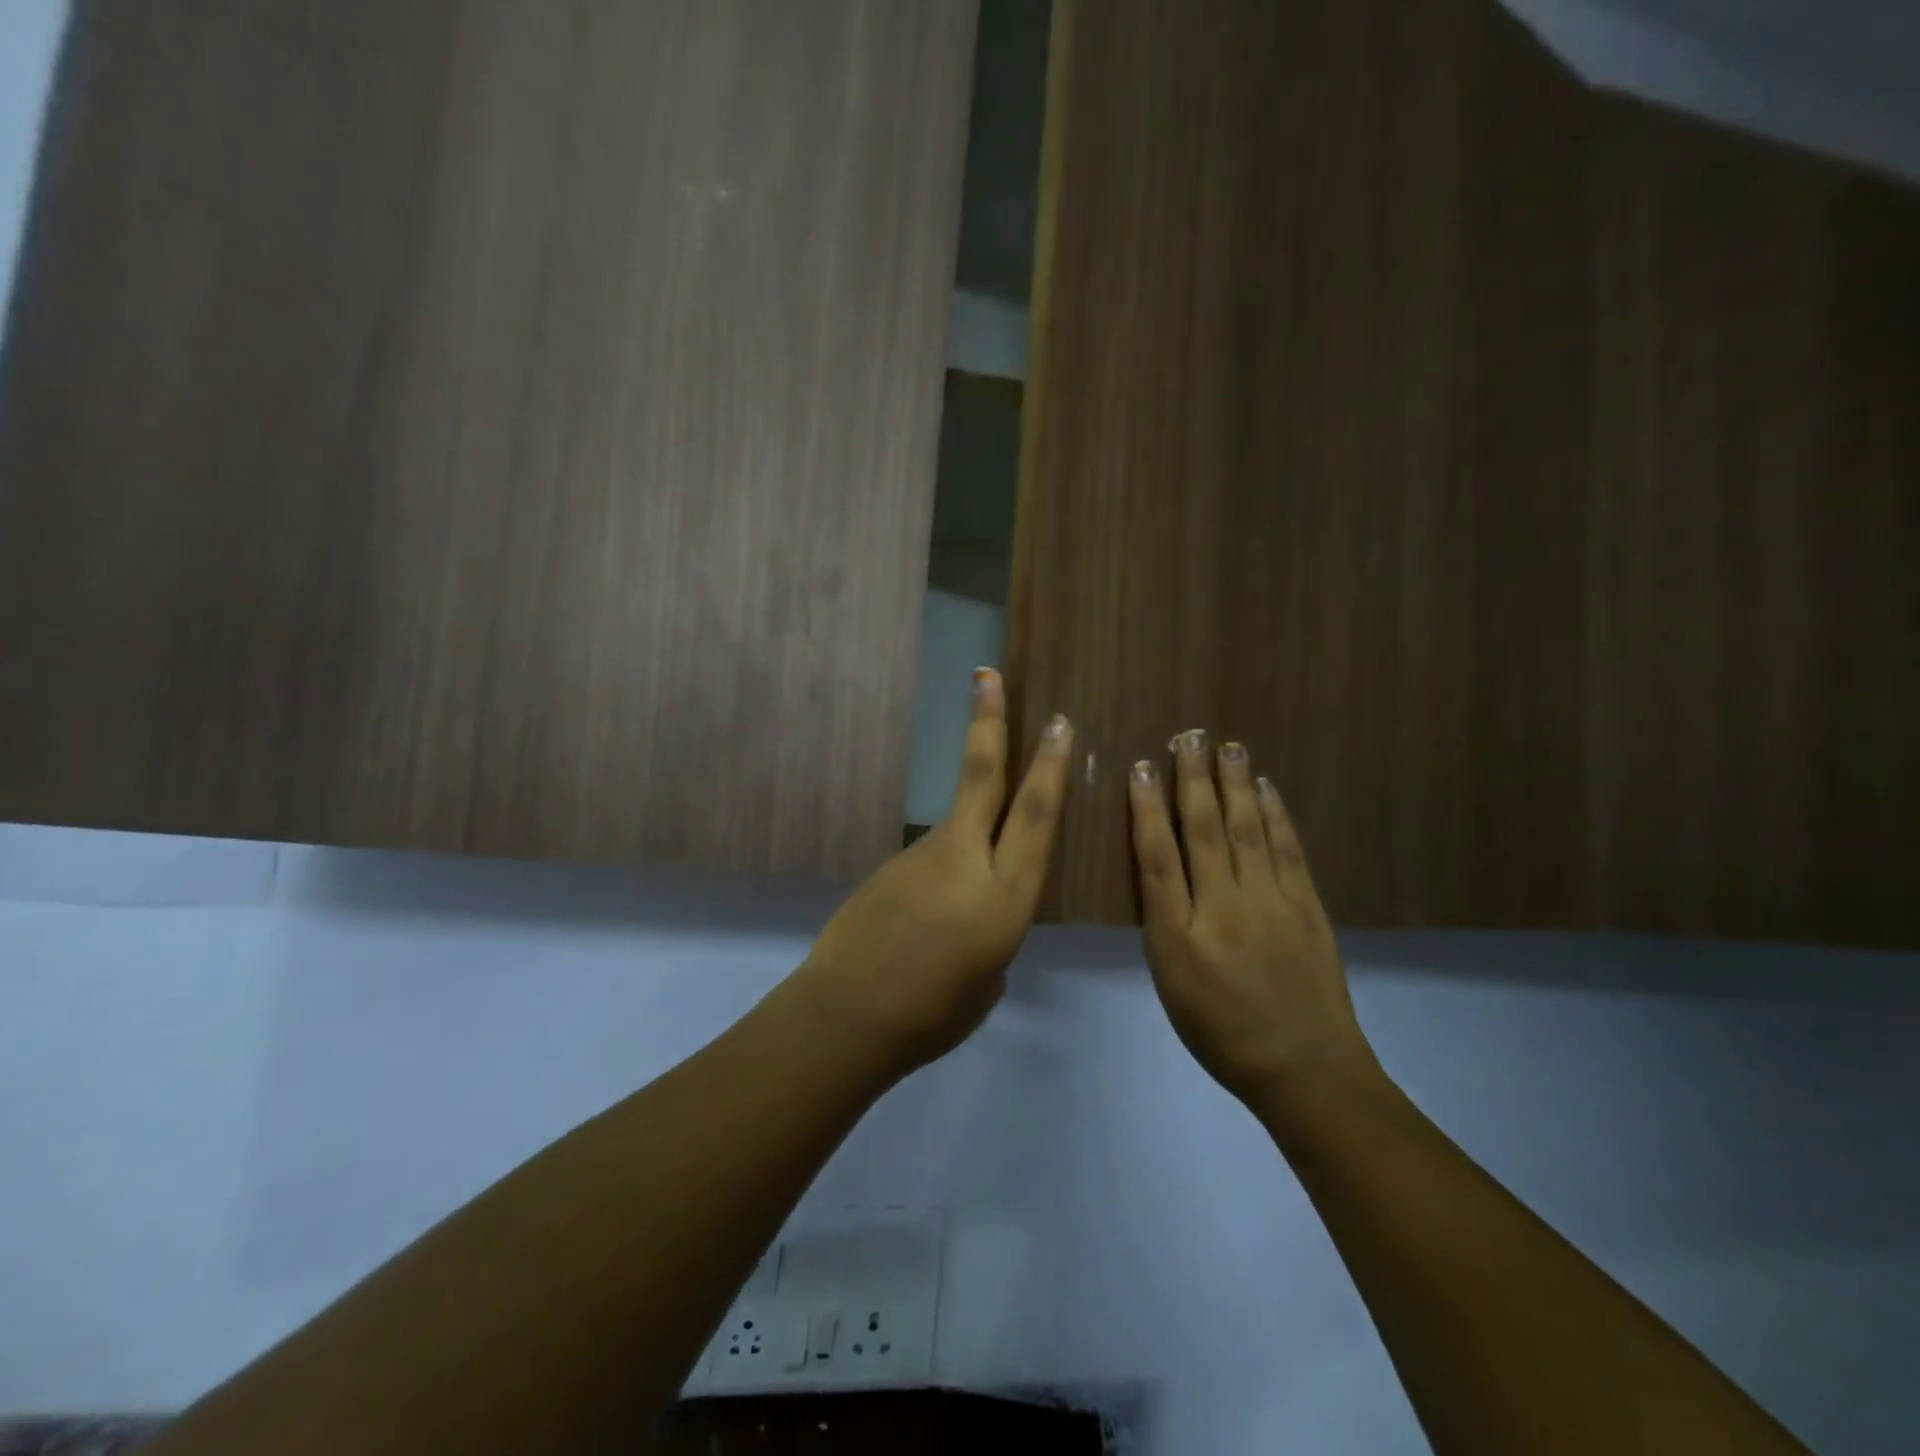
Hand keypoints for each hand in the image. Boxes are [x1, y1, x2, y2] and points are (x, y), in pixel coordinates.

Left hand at [794, 669, 1072, 1076]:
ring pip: (957, 817)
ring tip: (957, 894)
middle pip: (982, 776)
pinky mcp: (890, 865)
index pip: (1035, 817)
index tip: (1058, 723)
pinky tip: (923, 919)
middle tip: (988, 675)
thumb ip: (994, 937)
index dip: (1050, 767)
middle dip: (990, 722)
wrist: (845, 1016)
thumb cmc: (932, 1016)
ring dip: (970, 821)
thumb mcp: (988, 984)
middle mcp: (966, 861)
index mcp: (1004, 897)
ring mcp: (921, 857)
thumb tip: (978, 912)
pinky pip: (930, 857)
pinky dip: (939, 874)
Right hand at [1128, 731, 1378, 1104]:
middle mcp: (1224, 908)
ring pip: (1247, 830)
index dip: (1147, 808)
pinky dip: (1275, 814)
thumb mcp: (1171, 986)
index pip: (1157, 857)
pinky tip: (1265, 789)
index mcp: (1180, 934)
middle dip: (1193, 779)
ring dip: (1235, 783)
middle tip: (1188, 736)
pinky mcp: (1307, 906)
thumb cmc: (1221, 1032)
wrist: (1304, 1067)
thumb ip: (1163, 924)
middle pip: (1204, 830)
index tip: (1141, 767)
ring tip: (1228, 746)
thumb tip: (1160, 870)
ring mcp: (1271, 903)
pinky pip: (1288, 849)